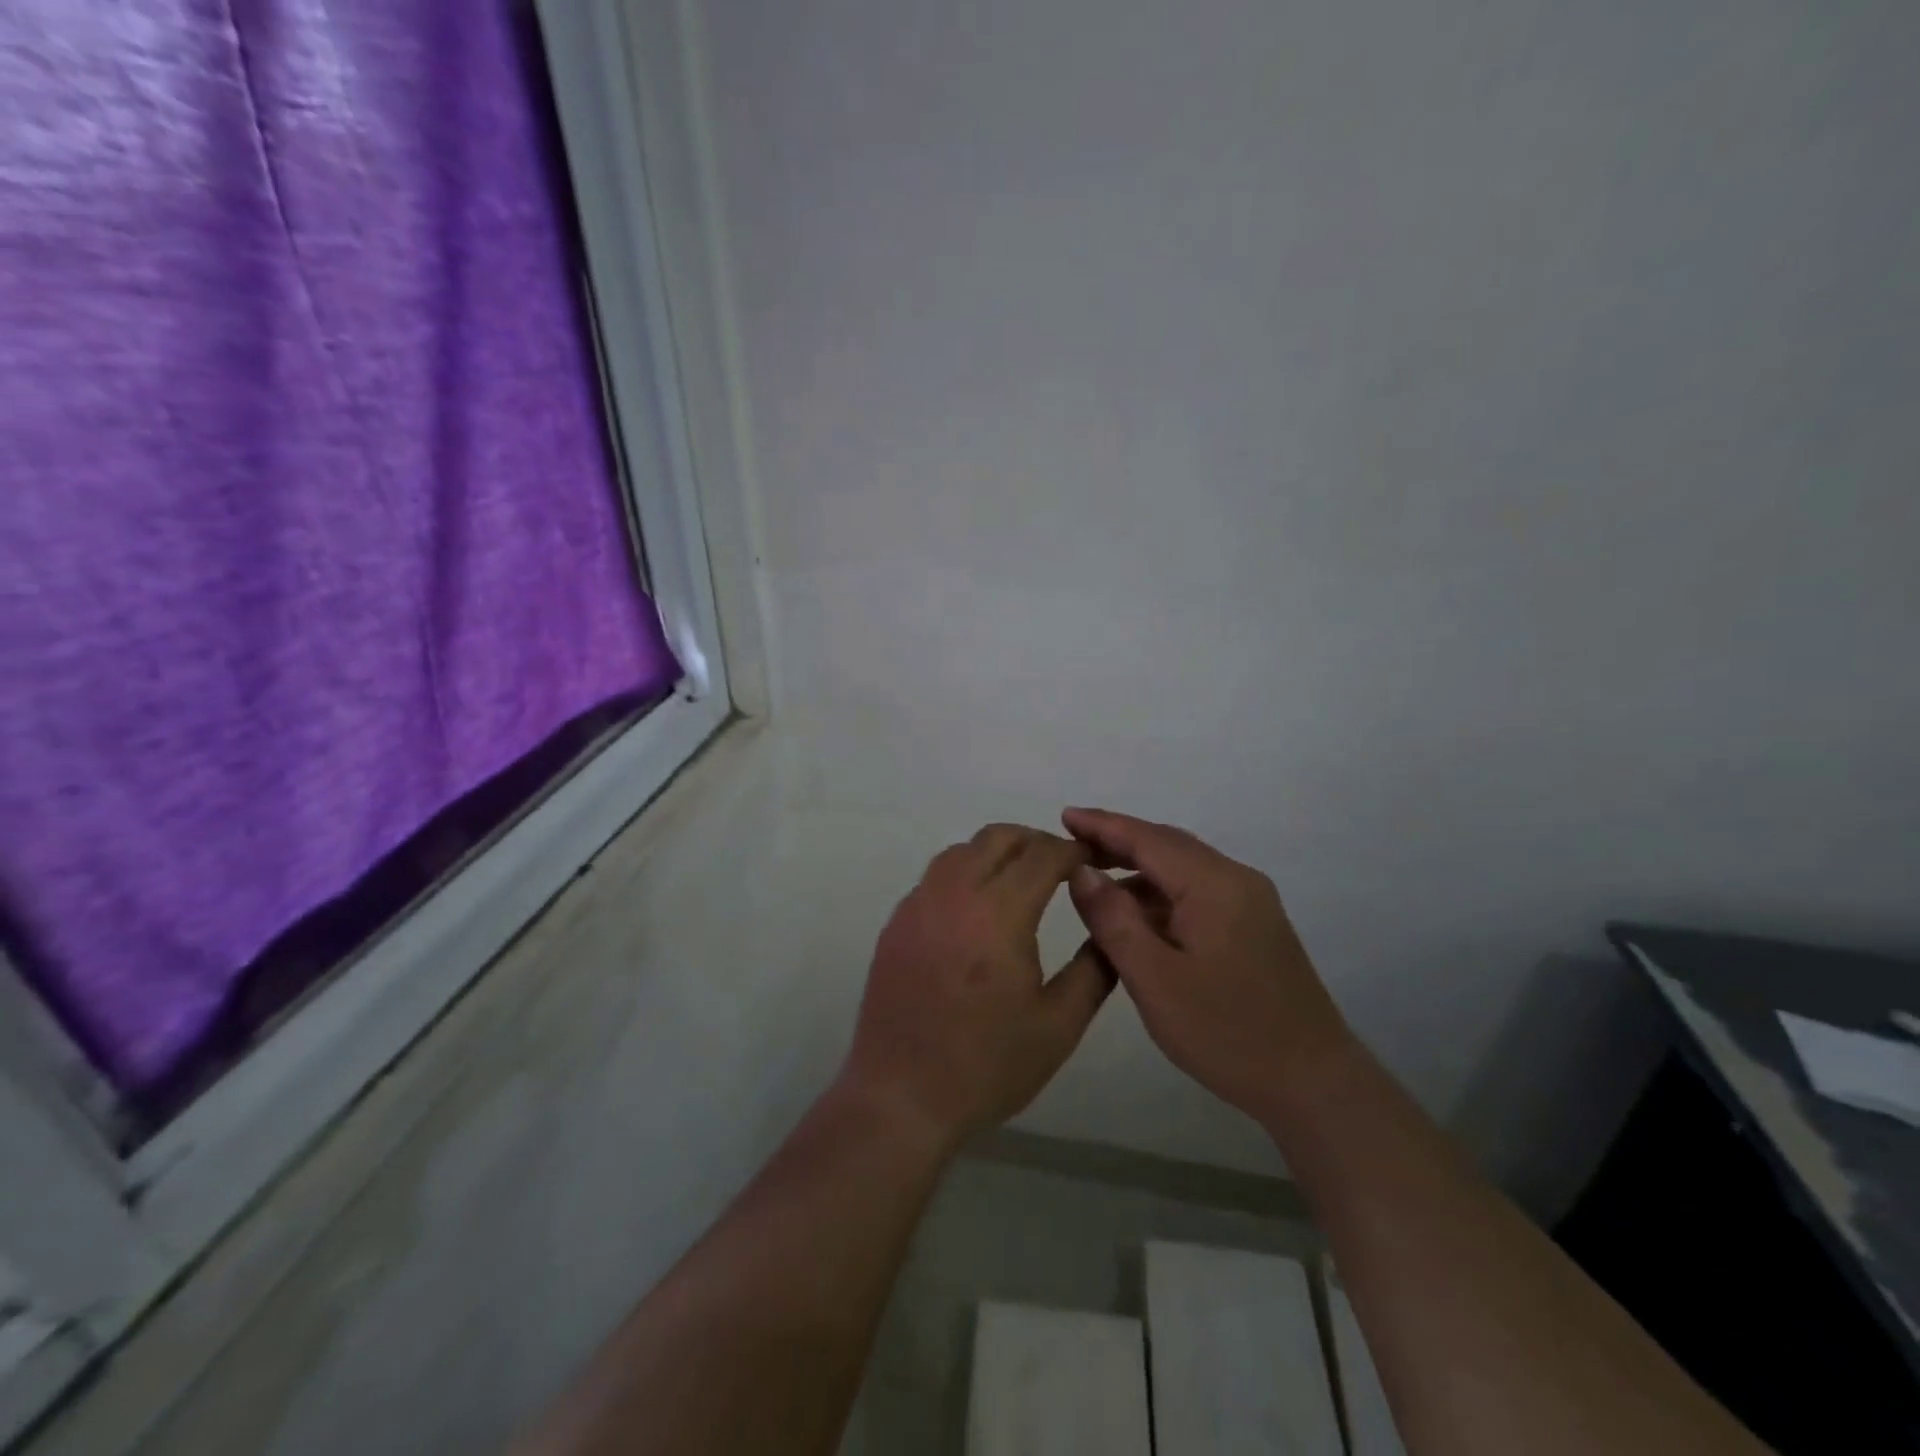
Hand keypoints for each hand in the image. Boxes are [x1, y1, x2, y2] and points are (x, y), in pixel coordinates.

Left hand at [842, 825, 1117, 1148]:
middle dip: (1036, 842)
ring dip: (997, 852)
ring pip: (962, 850)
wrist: (902, 1096)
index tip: (1093, 861)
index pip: (1042, 855)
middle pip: (999, 837)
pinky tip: (977, 910)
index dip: (1073, 851)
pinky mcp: (896, 922)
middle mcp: (954, 894)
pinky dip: (964, 873)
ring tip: (1020, 883)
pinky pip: (936, 876)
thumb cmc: (987, 1066)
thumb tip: (1111, 924)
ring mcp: (918, 904)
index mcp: (999, 914)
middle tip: (1061, 867)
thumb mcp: (1059, 1025)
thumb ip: (1094, 969)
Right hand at [1061, 807, 1355, 1121]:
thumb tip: (1082, 872)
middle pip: (1167, 846)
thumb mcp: (1156, 980)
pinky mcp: (1254, 925)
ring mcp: (1251, 902)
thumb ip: (1114, 921)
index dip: (1102, 825)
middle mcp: (1236, 880)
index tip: (1064, 815)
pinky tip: (1136, 918)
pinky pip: (1197, 892)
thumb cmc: (1228, 1033)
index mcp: (1215, 885)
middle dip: (1117, 841)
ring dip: (1138, 870)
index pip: (1148, 839)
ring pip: (1183, 869)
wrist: (1314, 1084)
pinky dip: (1160, 894)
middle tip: (1071, 847)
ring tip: (1093, 884)